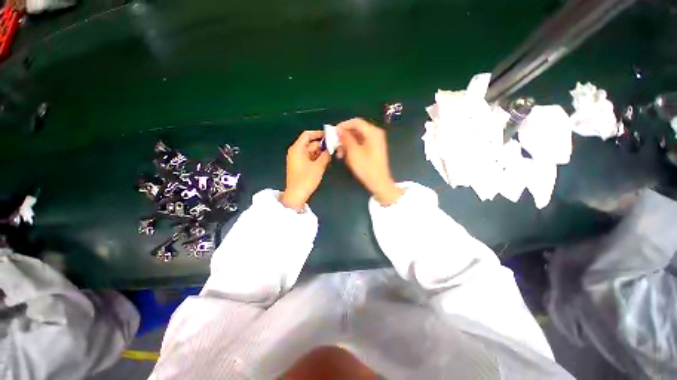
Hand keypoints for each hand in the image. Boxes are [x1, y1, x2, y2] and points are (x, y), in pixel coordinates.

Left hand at [280, 131, 330, 210]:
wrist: (296, 195)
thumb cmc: (306, 179)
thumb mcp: (318, 166)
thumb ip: (326, 155)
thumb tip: (331, 148)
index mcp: (297, 149)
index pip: (307, 135)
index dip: (318, 134)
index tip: (329, 136)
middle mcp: (296, 151)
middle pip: (310, 143)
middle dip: (322, 145)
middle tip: (333, 147)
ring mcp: (297, 159)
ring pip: (310, 151)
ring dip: (320, 152)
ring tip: (331, 155)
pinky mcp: (299, 165)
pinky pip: (309, 157)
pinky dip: (316, 158)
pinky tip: (325, 160)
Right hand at [337, 118, 402, 205]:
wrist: (379, 183)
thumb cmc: (366, 167)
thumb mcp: (353, 152)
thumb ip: (345, 138)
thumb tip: (338, 129)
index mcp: (372, 132)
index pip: (355, 122)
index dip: (343, 126)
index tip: (333, 133)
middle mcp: (375, 134)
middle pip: (356, 130)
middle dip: (344, 137)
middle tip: (335, 145)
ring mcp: (375, 142)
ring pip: (357, 138)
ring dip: (347, 144)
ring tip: (340, 154)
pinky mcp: (373, 149)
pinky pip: (360, 144)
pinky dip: (352, 148)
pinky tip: (346, 157)